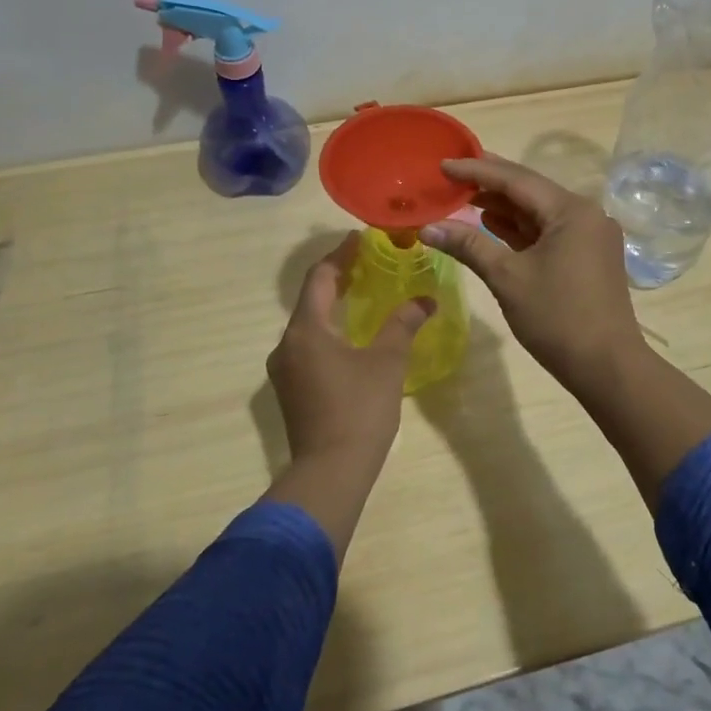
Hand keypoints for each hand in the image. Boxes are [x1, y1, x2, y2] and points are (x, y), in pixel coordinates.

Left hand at [267, 232, 434, 466]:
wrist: (330, 472)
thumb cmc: (360, 409)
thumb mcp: (387, 361)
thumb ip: (404, 324)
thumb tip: (426, 300)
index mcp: (306, 330)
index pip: (320, 278)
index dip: (340, 255)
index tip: (359, 239)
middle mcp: (287, 344)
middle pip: (311, 299)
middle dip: (337, 278)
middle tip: (366, 263)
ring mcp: (284, 370)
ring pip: (308, 324)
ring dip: (332, 306)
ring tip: (361, 294)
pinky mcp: (290, 390)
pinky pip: (307, 346)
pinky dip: (328, 330)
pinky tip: (350, 336)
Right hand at [422, 154, 645, 390]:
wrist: (607, 367)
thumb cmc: (557, 318)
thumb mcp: (507, 278)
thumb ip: (468, 245)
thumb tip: (428, 227)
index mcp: (571, 210)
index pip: (516, 179)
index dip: (476, 170)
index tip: (443, 163)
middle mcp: (586, 214)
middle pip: (529, 191)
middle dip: (489, 184)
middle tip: (451, 175)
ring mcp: (589, 235)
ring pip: (538, 212)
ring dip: (503, 206)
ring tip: (463, 197)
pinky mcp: (588, 255)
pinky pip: (548, 231)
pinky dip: (519, 229)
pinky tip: (492, 224)